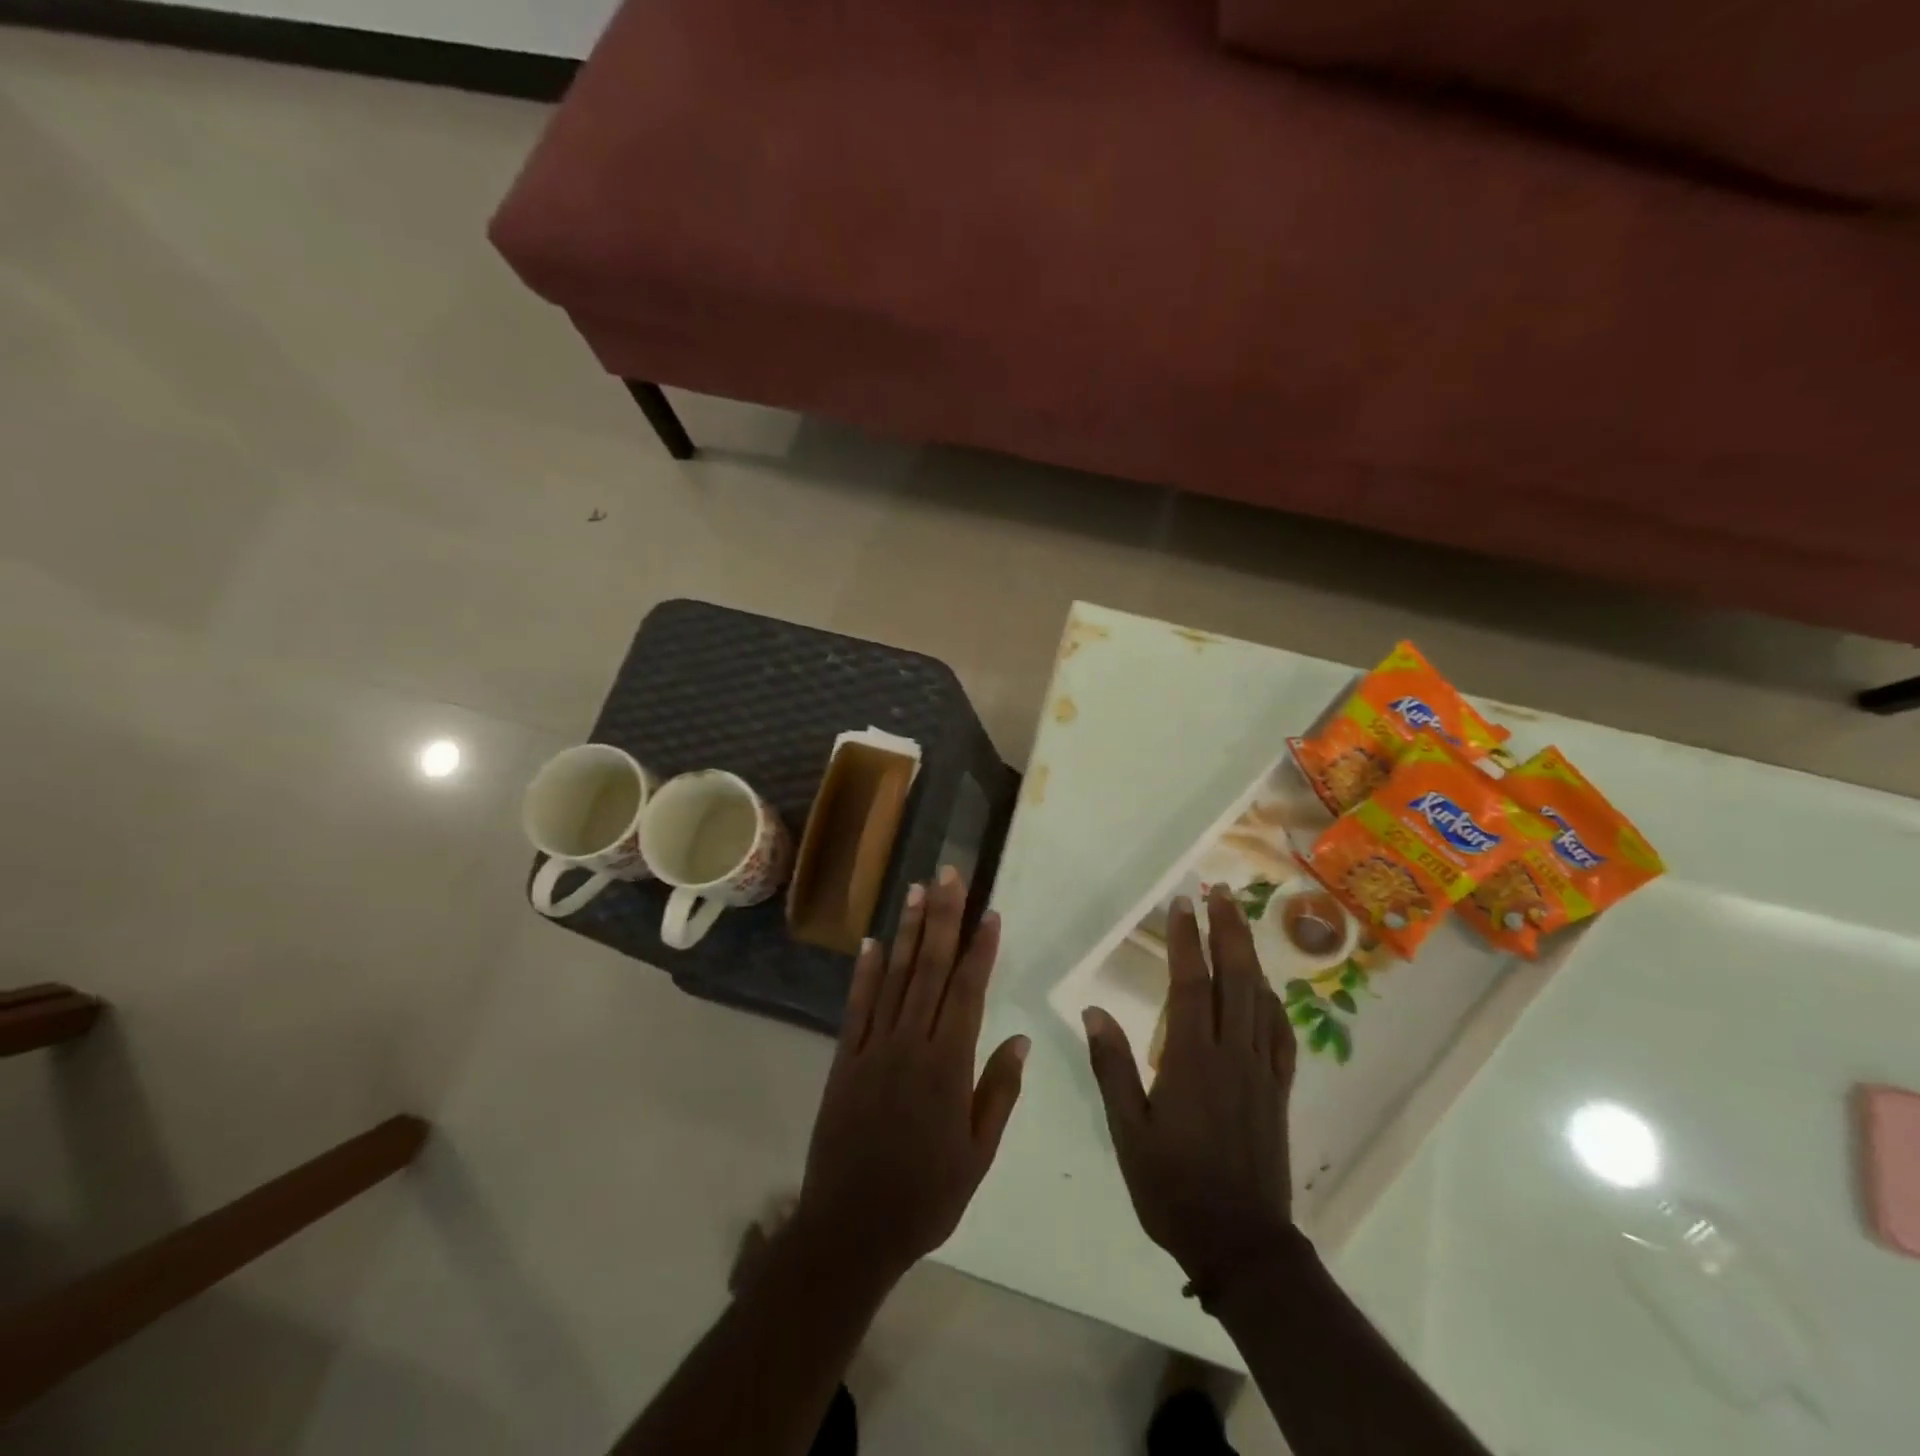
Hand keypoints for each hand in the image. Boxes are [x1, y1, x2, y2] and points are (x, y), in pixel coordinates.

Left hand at [795, 868, 1028, 1284]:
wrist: (850, 1229)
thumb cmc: (925, 1196)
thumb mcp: (977, 1155)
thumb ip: (998, 1092)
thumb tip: (1019, 1039)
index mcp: (948, 1066)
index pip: (968, 992)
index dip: (980, 949)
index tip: (989, 912)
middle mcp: (910, 1044)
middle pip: (931, 969)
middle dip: (942, 918)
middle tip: (948, 874)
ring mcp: (872, 1048)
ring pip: (894, 977)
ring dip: (908, 931)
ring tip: (916, 890)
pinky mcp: (844, 1059)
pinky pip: (856, 1006)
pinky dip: (864, 972)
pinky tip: (872, 942)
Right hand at [1083, 884, 1296, 1293]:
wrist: (1241, 1244)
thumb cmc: (1173, 1186)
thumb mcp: (1128, 1131)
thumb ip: (1112, 1067)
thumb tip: (1093, 1010)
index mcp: (1192, 1060)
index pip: (1190, 985)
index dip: (1186, 940)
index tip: (1180, 904)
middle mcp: (1232, 1055)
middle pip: (1234, 979)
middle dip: (1227, 930)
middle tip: (1220, 891)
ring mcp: (1261, 1072)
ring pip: (1260, 1000)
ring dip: (1250, 955)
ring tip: (1241, 921)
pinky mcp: (1278, 1092)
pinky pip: (1281, 1036)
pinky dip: (1274, 1003)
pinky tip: (1266, 990)